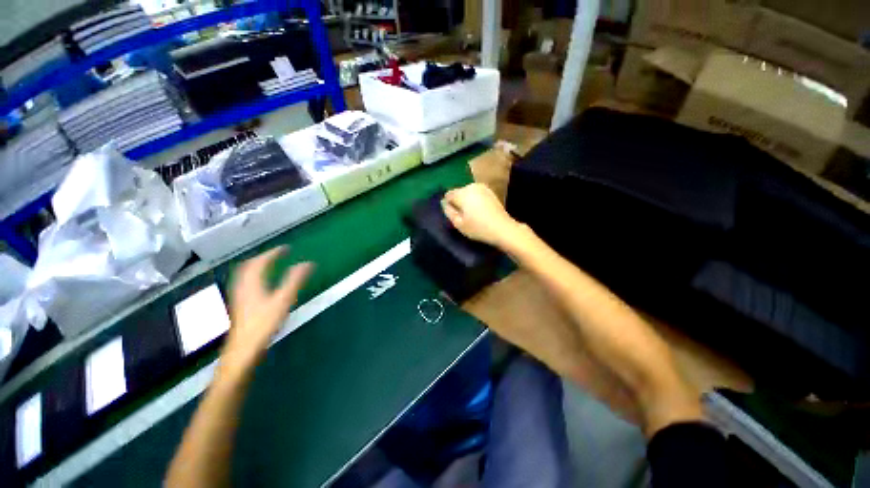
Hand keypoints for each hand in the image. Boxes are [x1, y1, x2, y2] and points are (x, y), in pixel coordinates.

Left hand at [222, 246, 312, 374]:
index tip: (286, 248)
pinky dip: (255, 276)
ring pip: (245, 274)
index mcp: (252, 282)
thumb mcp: (283, 300)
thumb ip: (295, 280)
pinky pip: (246, 283)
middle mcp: (243, 286)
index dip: (273, 253)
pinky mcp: (240, 305)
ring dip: (257, 266)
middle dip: (263, 257)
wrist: (243, 350)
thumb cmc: (264, 324)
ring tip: (270, 264)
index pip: (261, 261)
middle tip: (277, 254)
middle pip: (249, 266)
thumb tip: (308, 263)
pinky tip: (261, 284)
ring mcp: (239, 296)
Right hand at [442, 183, 520, 246]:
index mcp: (462, 193)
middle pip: (458, 192)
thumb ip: (448, 211)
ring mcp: (482, 187)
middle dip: (458, 202)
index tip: (454, 216)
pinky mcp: (490, 191)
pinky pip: (476, 194)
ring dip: (467, 201)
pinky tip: (480, 211)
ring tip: (472, 215)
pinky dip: (475, 200)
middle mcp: (471, 186)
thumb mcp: (458, 224)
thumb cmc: (478, 228)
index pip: (448, 195)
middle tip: (463, 217)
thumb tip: (444, 203)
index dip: (449, 205)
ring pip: (467, 192)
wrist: (503, 228)